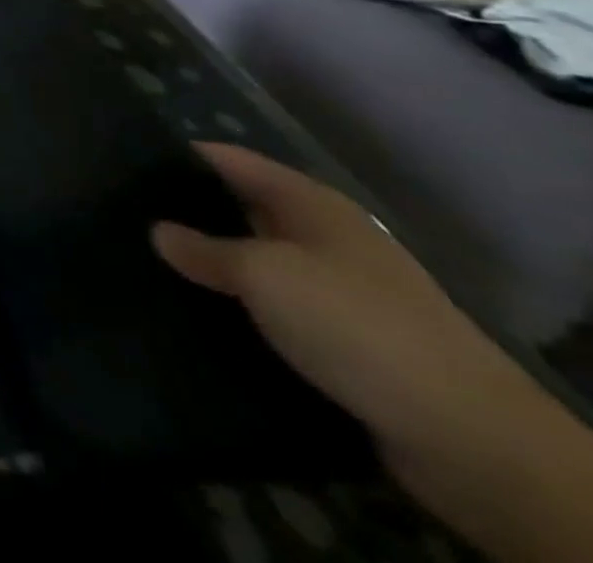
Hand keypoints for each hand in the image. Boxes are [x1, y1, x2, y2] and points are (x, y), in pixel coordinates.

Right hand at [152, 144, 555, 492]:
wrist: (466, 435)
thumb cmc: (353, 322)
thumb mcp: (262, 275)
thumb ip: (204, 249)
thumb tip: (158, 231)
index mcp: (309, 202)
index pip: (229, 160)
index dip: (180, 157)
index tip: (125, 163)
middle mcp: (325, 236)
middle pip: (244, 209)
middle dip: (192, 213)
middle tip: (129, 217)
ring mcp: (340, 289)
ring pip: (259, 262)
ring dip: (217, 266)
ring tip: (152, 265)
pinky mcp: (346, 339)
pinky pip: (279, 309)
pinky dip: (244, 308)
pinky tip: (202, 314)